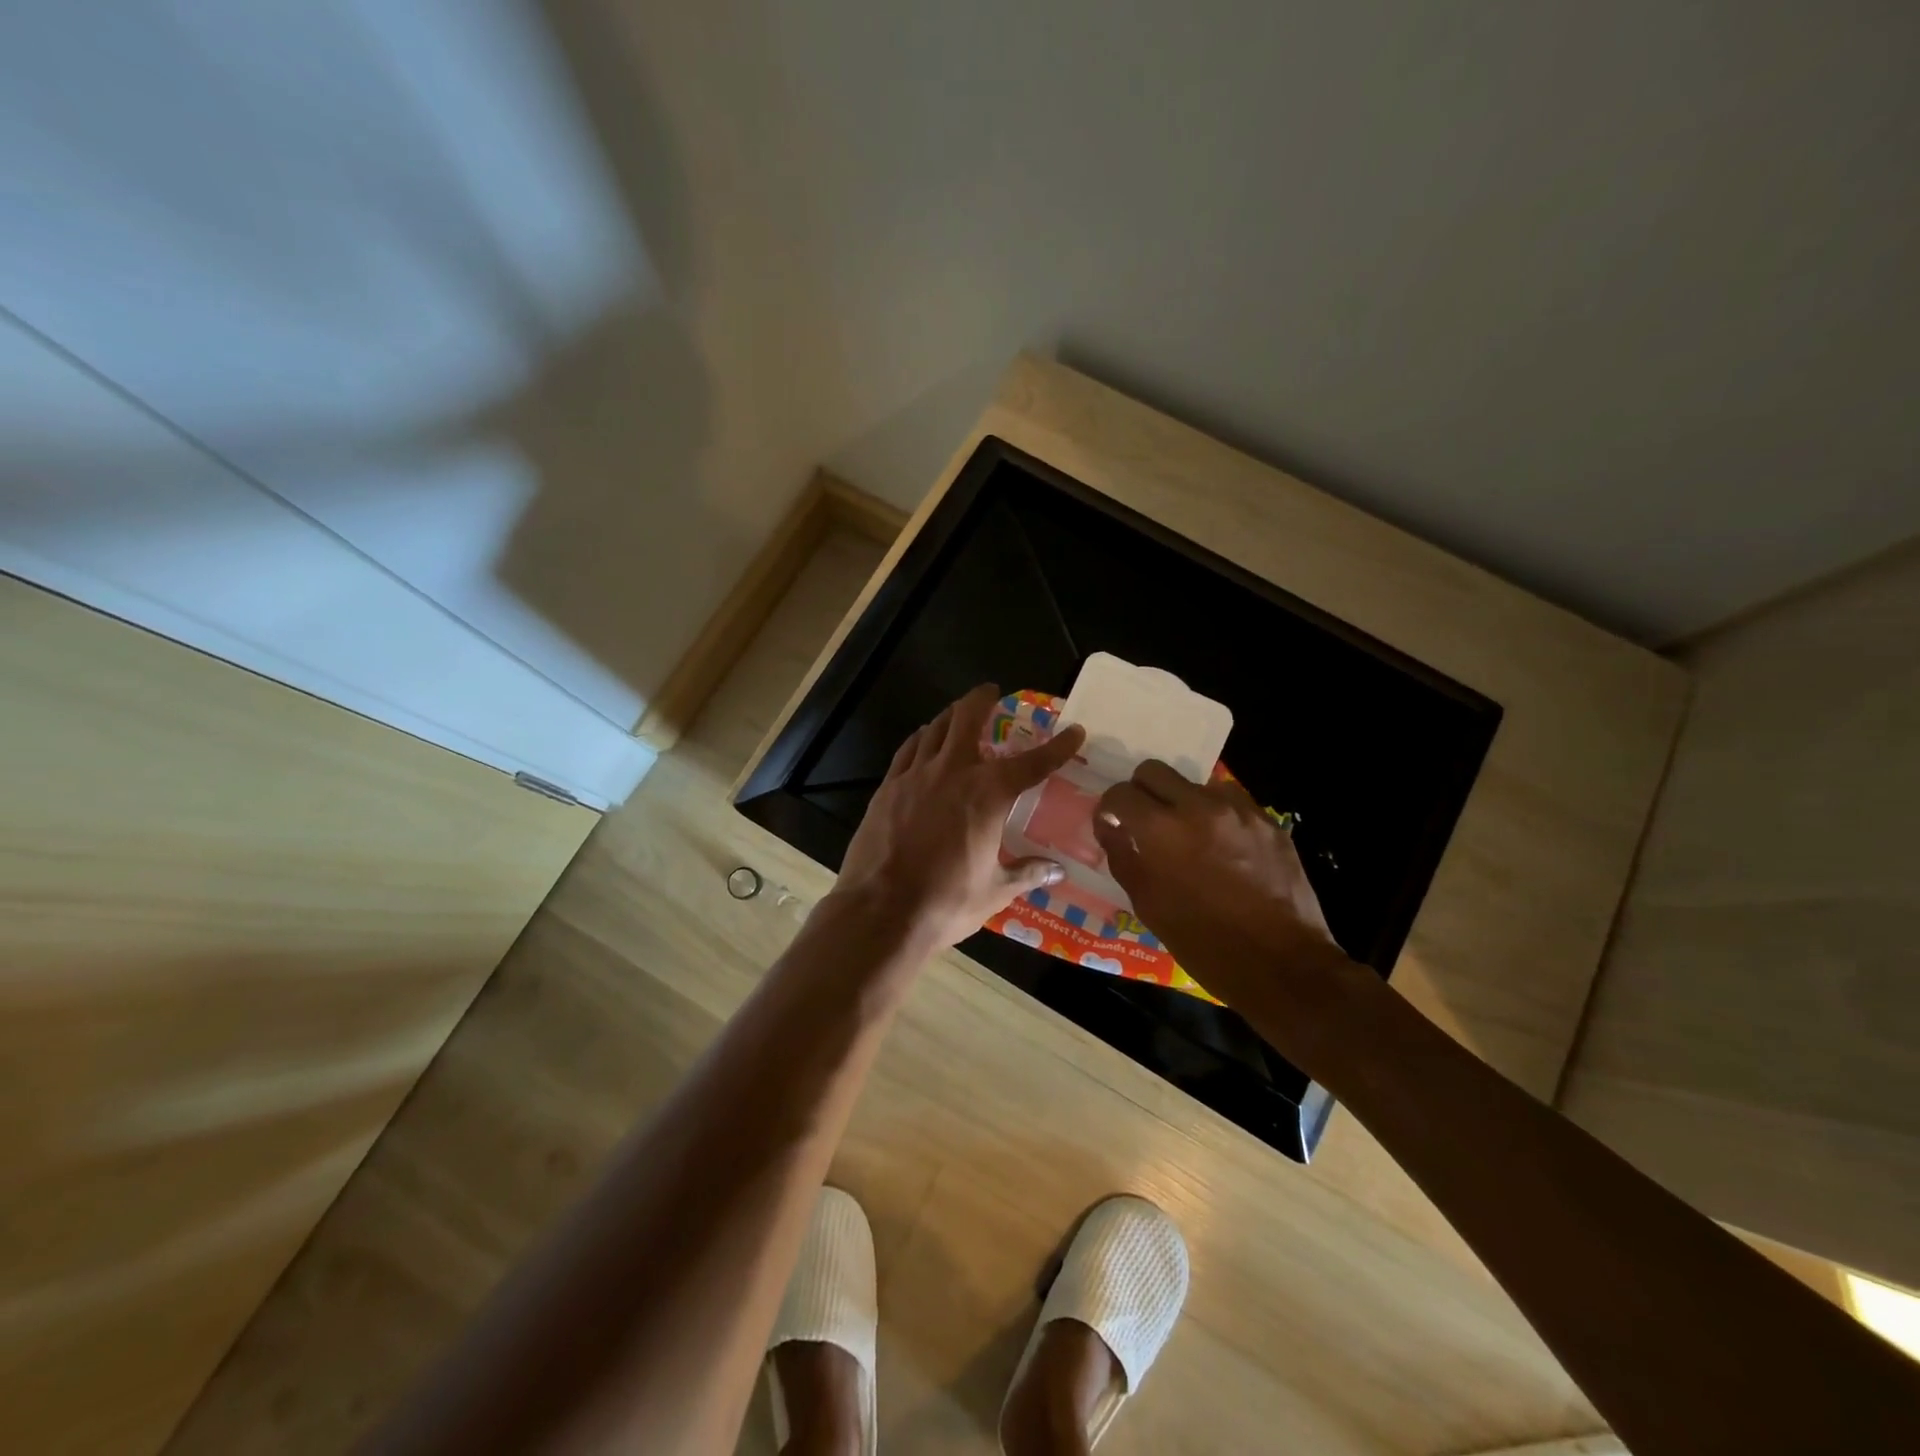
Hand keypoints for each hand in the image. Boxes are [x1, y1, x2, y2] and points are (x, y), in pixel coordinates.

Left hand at [834, 685, 1086, 949]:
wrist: (880, 911)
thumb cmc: (946, 902)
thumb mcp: (995, 890)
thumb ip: (1026, 873)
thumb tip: (1057, 870)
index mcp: (988, 795)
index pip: (1032, 763)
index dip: (1057, 747)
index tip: (1074, 731)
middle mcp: (953, 773)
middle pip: (967, 719)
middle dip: (982, 699)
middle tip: (991, 692)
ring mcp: (915, 776)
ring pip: (935, 729)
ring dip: (951, 716)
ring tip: (959, 714)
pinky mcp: (887, 788)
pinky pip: (908, 750)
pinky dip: (921, 739)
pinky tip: (924, 741)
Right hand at [1090, 762, 1376, 1044]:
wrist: (1282, 965)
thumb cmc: (1204, 943)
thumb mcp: (1149, 906)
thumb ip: (1123, 857)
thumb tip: (1110, 828)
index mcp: (1161, 830)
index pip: (1120, 793)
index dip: (1110, 808)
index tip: (1113, 825)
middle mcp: (1198, 807)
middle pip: (1154, 770)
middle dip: (1142, 792)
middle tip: (1145, 821)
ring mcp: (1238, 810)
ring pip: (1194, 783)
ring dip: (1182, 802)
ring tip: (1189, 836)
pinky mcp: (1267, 820)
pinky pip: (1231, 801)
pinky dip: (1217, 815)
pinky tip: (1222, 847)